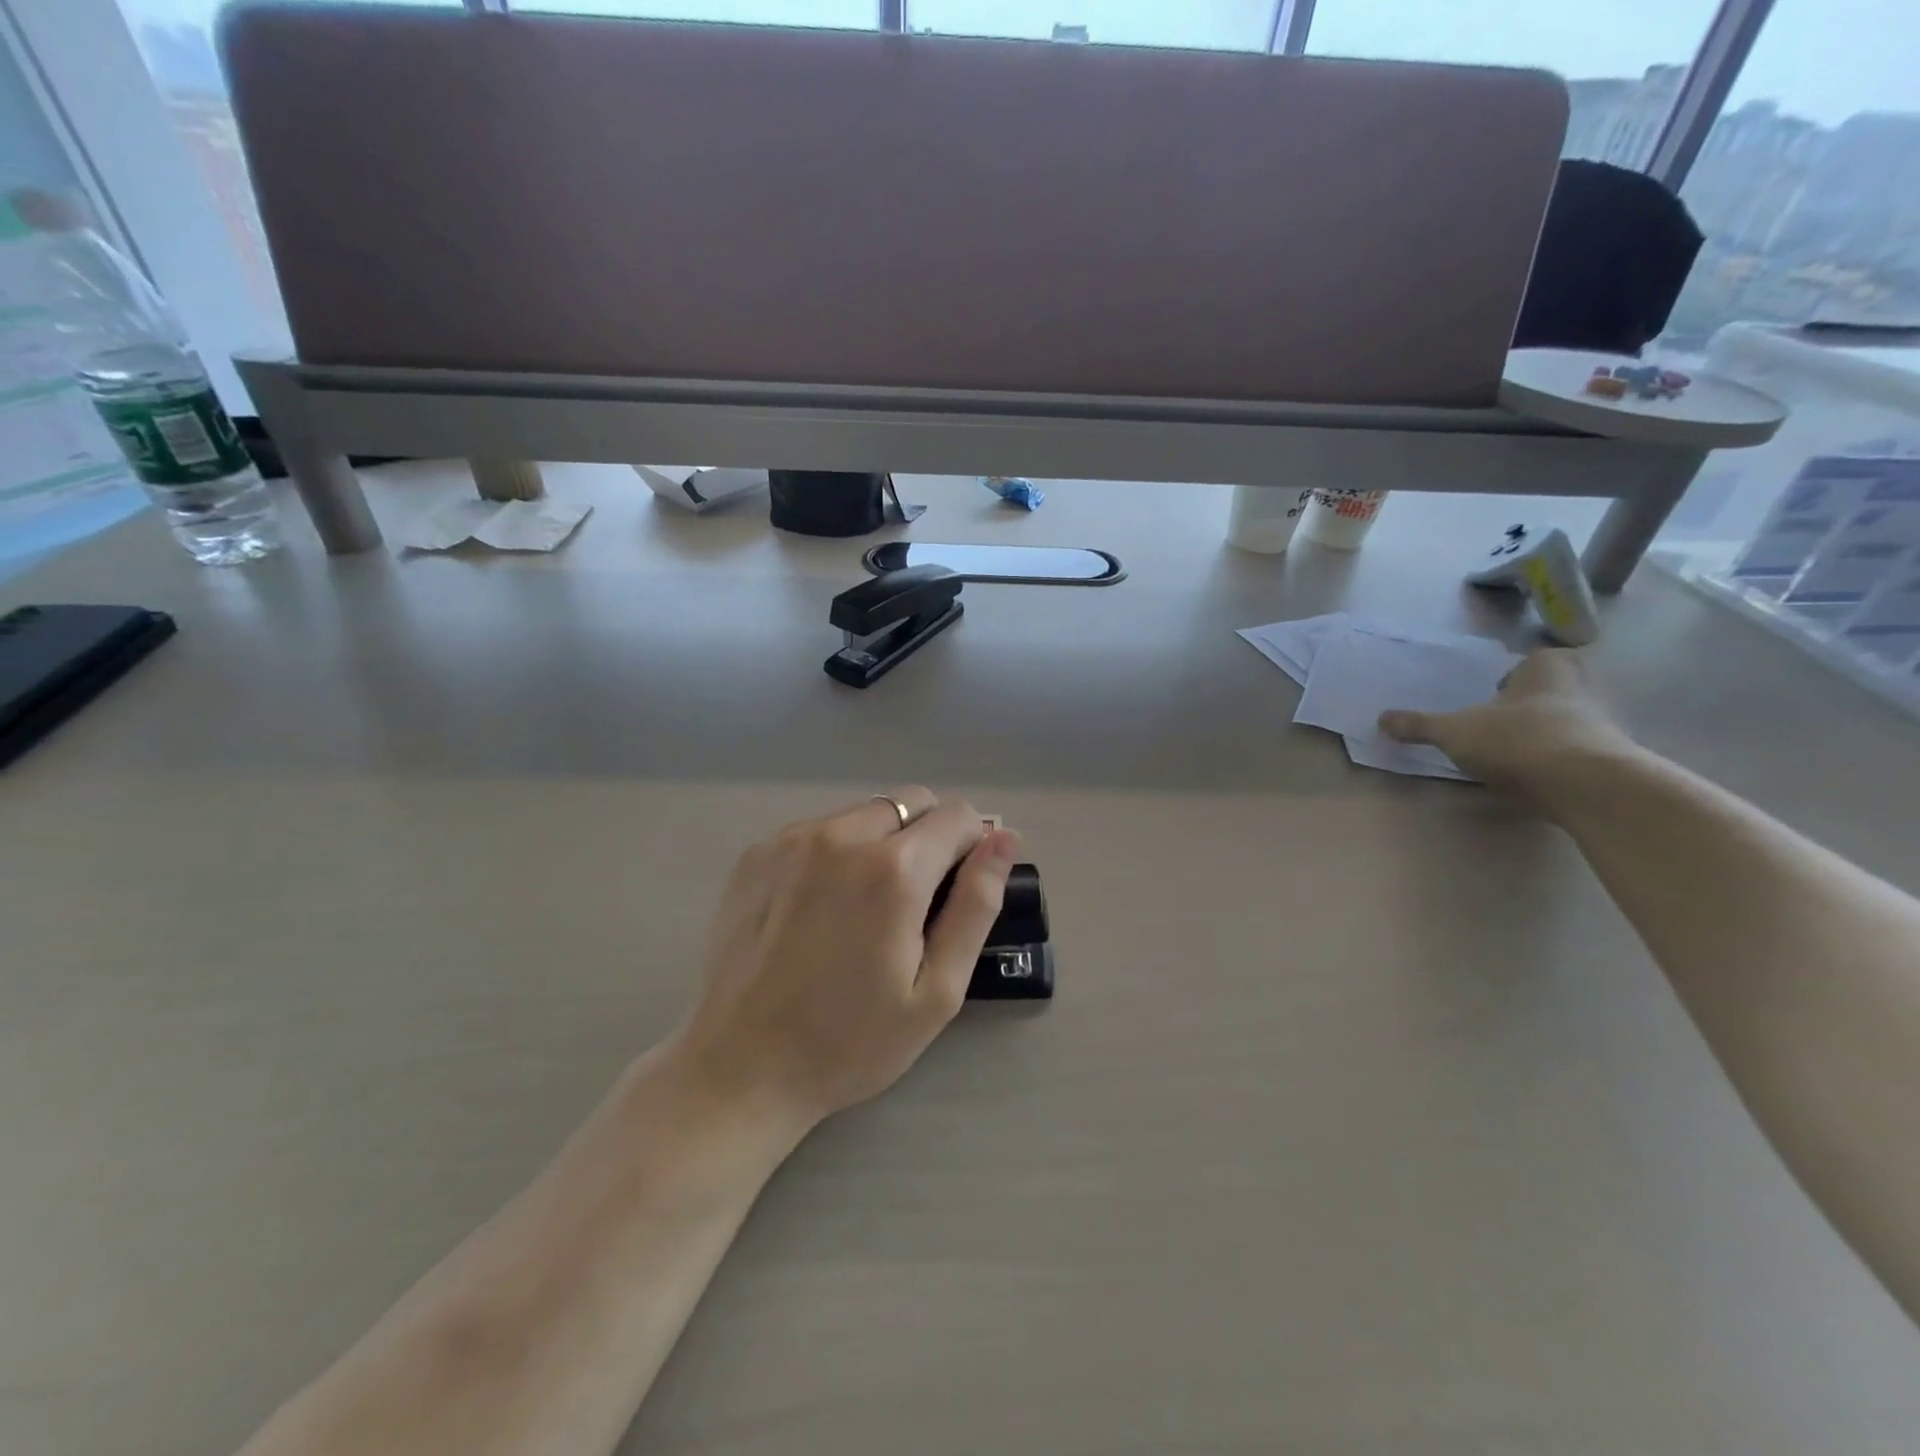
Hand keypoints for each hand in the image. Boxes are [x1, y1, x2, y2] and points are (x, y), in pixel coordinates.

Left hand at [676, 787, 1018, 1129]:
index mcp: (893, 870)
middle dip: (928, 838)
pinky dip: (837, 851)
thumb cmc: (850, 1042)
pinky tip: (819, 908)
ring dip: (881, 841)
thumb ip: (976, 905)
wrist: (739, 1068)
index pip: (957, 815)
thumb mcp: (937, 991)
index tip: (958, 890)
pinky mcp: (756, 852)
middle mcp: (841, 835)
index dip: (972, 847)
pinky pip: (819, 829)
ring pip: (865, 812)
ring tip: (863, 908)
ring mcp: (791, 839)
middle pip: (911, 802)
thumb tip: (1005, 839)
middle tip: (914, 903)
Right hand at [1378, 648, 1639, 804]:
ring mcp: (1602, 723)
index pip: (1536, 657)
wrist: (1587, 786)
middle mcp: (1581, 687)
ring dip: (1543, 732)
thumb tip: (1381, 719)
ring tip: (1510, 752)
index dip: (1517, 672)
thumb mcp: (1455, 732)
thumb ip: (1420, 725)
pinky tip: (1533, 776)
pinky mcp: (1610, 759)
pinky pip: (1577, 751)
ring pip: (1567, 720)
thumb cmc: (1518, 740)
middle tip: (1499, 719)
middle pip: (1554, 688)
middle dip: (1530, 702)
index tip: (1496, 691)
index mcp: (1547, 668)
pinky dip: (1557, 760)